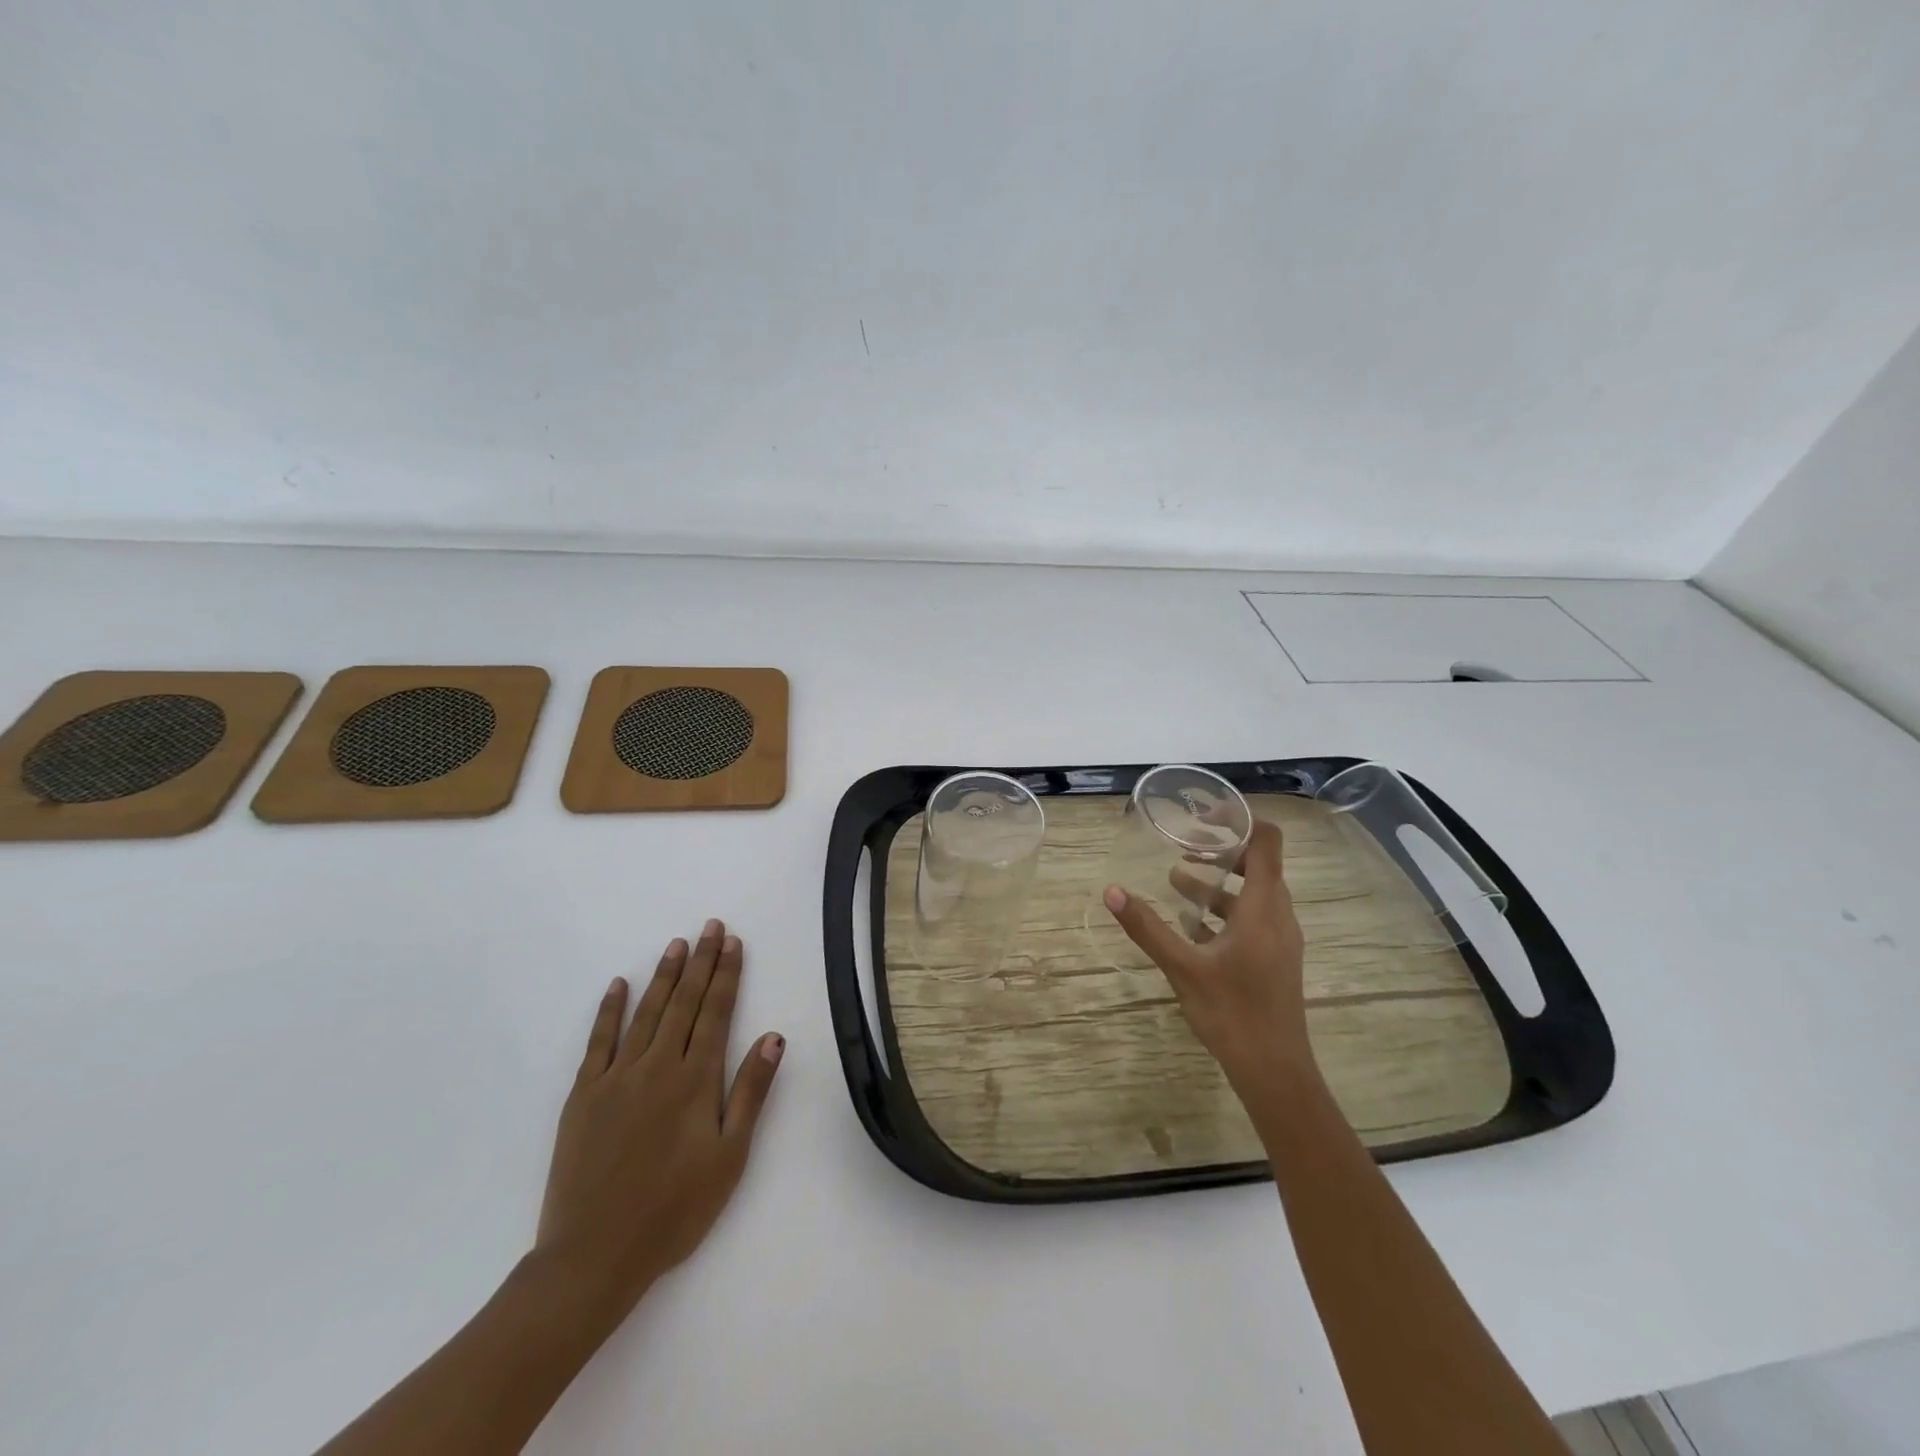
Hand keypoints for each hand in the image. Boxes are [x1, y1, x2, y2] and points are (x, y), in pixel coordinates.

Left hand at [533, 919, 783, 1330]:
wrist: (594, 1256)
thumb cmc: (674, 1210)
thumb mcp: (730, 1156)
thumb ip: (751, 1092)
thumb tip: (774, 1036)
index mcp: (696, 1080)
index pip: (717, 1012)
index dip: (727, 974)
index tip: (733, 942)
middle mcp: (658, 1066)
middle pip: (684, 1002)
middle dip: (701, 962)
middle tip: (710, 926)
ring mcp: (617, 1077)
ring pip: (646, 1012)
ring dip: (664, 976)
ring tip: (676, 944)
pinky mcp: (583, 1095)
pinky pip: (599, 1041)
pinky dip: (610, 1010)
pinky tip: (619, 985)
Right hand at [1104, 819, 1312, 1087]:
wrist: (1275, 1071)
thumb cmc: (1232, 1013)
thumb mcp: (1182, 967)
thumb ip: (1148, 927)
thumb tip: (1112, 892)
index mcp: (1263, 908)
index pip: (1267, 842)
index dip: (1241, 821)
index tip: (1204, 816)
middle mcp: (1279, 916)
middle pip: (1258, 864)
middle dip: (1221, 850)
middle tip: (1182, 845)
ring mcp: (1280, 939)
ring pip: (1253, 894)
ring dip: (1218, 882)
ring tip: (1176, 879)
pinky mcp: (1275, 958)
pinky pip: (1253, 918)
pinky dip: (1225, 909)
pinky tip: (1191, 925)